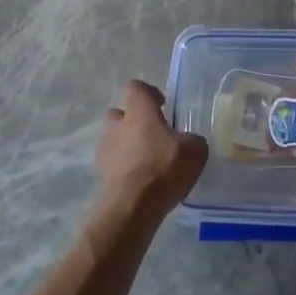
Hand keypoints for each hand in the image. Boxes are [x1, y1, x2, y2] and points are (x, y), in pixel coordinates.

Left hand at [94, 80, 208, 215]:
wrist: (132, 207)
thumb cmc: (164, 167)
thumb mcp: (195, 150)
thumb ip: (192, 140)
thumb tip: (188, 142)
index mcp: (139, 110)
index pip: (136, 87)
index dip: (149, 94)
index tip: (162, 106)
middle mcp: (117, 125)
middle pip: (119, 113)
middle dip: (133, 121)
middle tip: (152, 136)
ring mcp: (104, 150)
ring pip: (114, 140)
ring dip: (127, 146)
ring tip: (147, 163)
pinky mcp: (100, 175)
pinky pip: (113, 164)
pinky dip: (124, 169)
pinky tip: (141, 183)